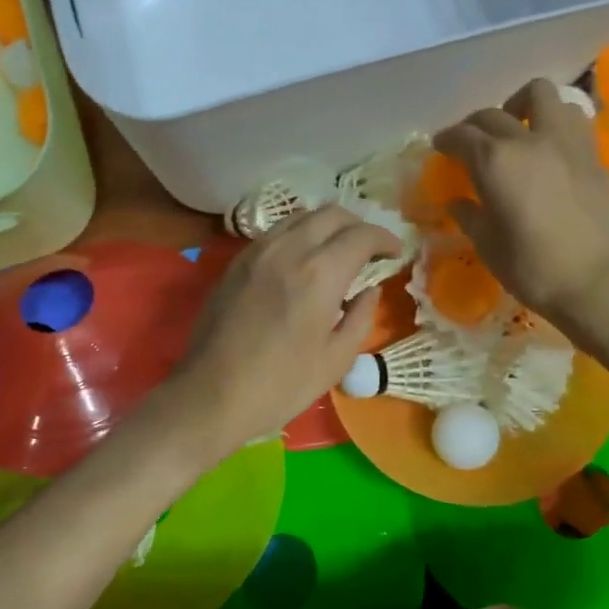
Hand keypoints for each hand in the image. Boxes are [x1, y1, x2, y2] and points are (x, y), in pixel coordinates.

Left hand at [166, 206, 401, 456]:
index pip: (361, 236)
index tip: (396, 253)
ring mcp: (256, 252)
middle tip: (369, 250)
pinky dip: (298, 236)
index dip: (385, 239)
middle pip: (331, 214)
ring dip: (326, 226)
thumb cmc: (281, 385)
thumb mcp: (335, 360)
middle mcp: (288, 250)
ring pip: (300, 217)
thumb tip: (370, 291)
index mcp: (320, 274)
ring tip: (336, 251)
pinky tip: (301, 262)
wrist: (212, 395)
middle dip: (357, 225)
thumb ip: (360, 317)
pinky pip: (274, 233)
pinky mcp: (235, 264)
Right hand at [435, 79, 608, 332]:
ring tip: (516, 129)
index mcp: (495, 162)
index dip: (446, 140)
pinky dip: (553, 121)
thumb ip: (469, 216)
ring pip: (540, 95)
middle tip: (469, 144)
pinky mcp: (592, 152)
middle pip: (493, 113)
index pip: (462, 137)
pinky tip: (547, 145)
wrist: (594, 280)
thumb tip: (457, 202)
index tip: (440, 147)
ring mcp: (565, 140)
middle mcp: (529, 139)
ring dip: (521, 106)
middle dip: (474, 125)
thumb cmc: (532, 268)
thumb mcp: (488, 246)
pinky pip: (570, 117)